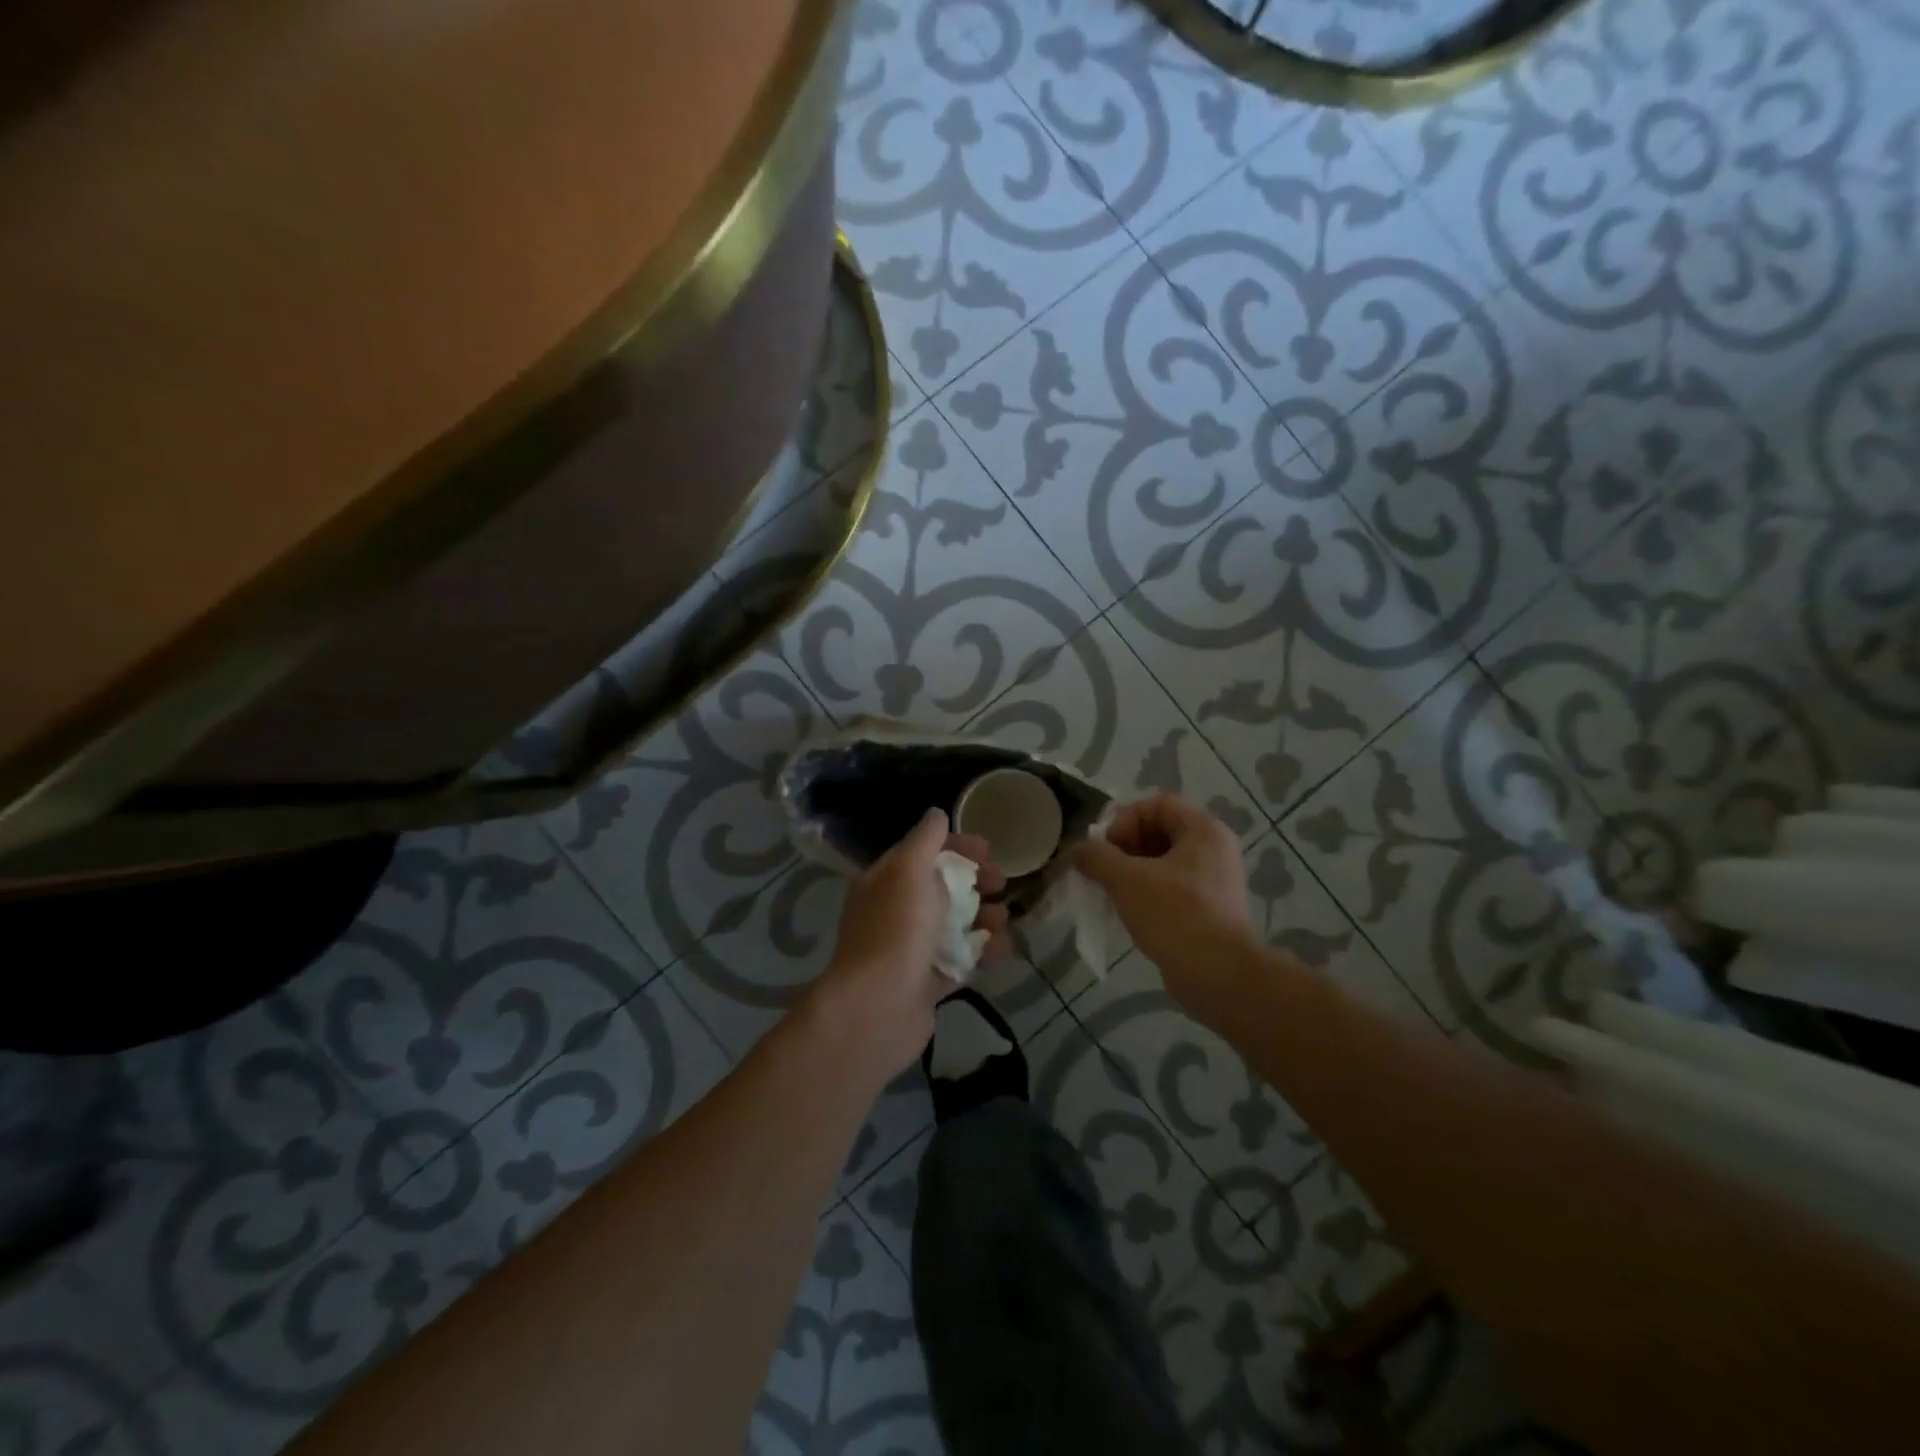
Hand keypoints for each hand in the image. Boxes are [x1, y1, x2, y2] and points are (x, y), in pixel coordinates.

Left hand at [806, 808, 1010, 1080]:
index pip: (923, 852)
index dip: (956, 846)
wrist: (878, 1007)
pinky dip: (982, 952)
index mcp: (885, 881)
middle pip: (942, 887)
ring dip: (983, 918)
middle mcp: (895, 911)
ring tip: (1002, 920)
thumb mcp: (909, 870)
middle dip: (975, 882)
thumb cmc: (896, 928)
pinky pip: (960, 960)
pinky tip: (1002, 948)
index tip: (988, 851)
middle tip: (1001, 884)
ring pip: (954, 924)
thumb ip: (925, 840)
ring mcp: (910, 949)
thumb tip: (936, 813)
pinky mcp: (927, 983)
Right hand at [1072, 794, 1250, 1010]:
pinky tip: (1128, 913)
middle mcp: (1213, 849)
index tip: (1105, 848)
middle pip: (1158, 831)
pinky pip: (1170, 888)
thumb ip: (1095, 857)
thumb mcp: (1127, 880)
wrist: (1220, 977)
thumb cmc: (1175, 916)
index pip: (1156, 804)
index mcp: (1203, 830)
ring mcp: (1213, 881)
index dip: (1124, 819)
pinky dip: (1145, 893)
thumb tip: (1075, 852)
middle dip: (1124, 847)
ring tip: (1110, 893)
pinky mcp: (1208, 909)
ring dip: (1130, 872)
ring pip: (1161, 862)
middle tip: (1103, 871)